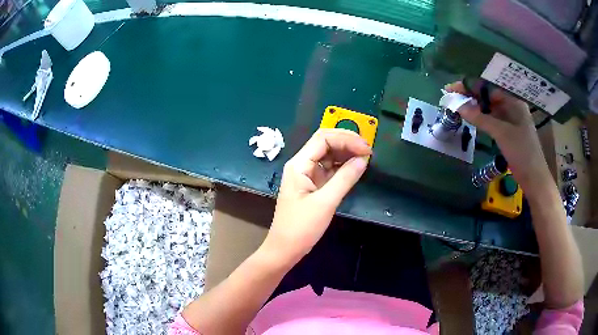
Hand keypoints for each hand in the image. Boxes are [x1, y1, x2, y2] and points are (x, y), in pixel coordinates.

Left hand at [260, 129, 371, 265]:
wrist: (285, 249)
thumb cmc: (301, 228)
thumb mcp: (325, 203)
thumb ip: (345, 178)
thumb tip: (363, 159)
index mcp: (299, 164)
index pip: (323, 138)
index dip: (346, 138)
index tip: (366, 148)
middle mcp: (302, 165)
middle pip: (325, 143)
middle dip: (347, 143)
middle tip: (368, 150)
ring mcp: (307, 175)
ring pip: (328, 155)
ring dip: (346, 153)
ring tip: (365, 157)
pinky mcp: (312, 185)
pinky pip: (329, 169)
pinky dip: (343, 166)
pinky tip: (355, 168)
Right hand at [445, 81, 553, 197]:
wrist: (534, 179)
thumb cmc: (522, 152)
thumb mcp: (501, 133)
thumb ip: (480, 118)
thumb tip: (457, 106)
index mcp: (514, 100)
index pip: (489, 87)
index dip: (470, 86)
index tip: (452, 89)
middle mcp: (512, 106)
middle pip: (488, 96)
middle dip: (470, 96)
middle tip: (451, 97)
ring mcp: (510, 119)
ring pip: (489, 108)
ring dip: (474, 107)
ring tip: (457, 106)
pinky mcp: (508, 132)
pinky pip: (492, 120)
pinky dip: (481, 118)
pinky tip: (470, 118)